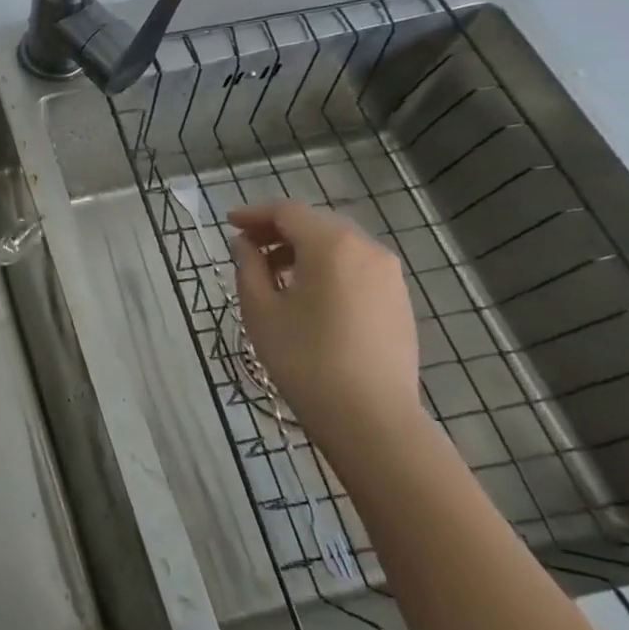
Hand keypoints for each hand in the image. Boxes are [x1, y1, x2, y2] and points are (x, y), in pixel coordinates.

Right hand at [228, 201, 422, 452]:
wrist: (370, 417)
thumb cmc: (304, 358)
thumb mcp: (261, 309)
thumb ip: (249, 266)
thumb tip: (245, 244)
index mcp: (331, 245)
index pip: (287, 212)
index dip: (254, 214)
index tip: (229, 224)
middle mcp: (367, 249)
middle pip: (316, 224)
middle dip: (279, 231)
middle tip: (248, 248)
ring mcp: (390, 276)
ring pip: (339, 245)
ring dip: (304, 250)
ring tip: (275, 275)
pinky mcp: (399, 301)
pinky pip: (356, 268)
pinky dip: (328, 268)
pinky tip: (309, 295)